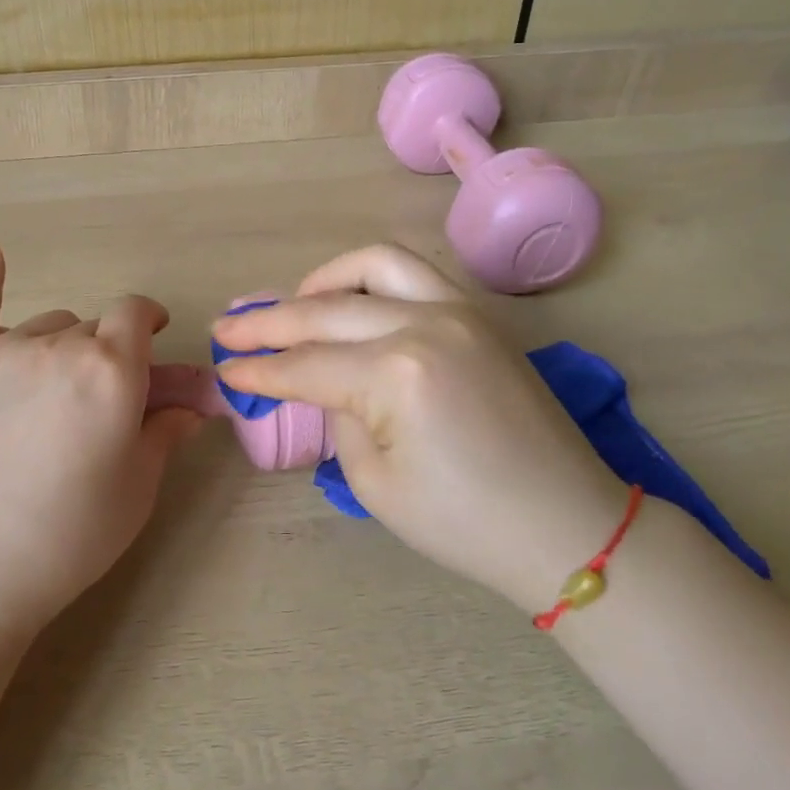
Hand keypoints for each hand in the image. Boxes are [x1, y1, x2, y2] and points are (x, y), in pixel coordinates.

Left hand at [0, 240, 201, 636]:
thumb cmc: (71, 533)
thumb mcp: (137, 487)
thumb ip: (164, 433)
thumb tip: (190, 408)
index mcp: (113, 370)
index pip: (136, 315)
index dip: (148, 320)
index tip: (153, 336)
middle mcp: (61, 346)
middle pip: (91, 328)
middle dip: (104, 353)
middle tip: (97, 400)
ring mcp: (2, 350)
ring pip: (45, 327)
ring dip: (59, 346)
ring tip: (50, 392)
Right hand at [211, 244, 625, 610]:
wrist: (567, 525)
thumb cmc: (465, 524)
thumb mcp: (375, 482)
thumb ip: (338, 415)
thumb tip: (323, 383)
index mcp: (397, 373)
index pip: (305, 365)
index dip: (258, 370)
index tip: (223, 368)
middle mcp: (426, 323)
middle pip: (326, 309)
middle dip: (269, 321)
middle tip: (229, 328)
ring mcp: (459, 310)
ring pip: (374, 264)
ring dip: (323, 279)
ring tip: (293, 303)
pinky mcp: (479, 315)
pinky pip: (415, 274)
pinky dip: (371, 278)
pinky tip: (349, 299)